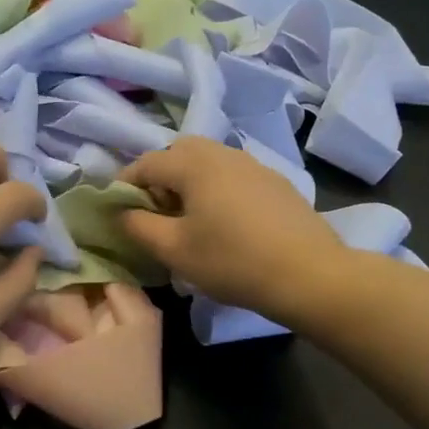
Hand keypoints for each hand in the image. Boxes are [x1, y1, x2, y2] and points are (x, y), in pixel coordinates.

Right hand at [119, 137, 343, 323]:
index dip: (125, 185)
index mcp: (194, 164)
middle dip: (160, 178)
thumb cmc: (232, 261)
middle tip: (156, 213)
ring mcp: (254, 164)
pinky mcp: (276, 182)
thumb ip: (138, 226)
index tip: (119, 211)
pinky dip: (218, 189)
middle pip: (179, 153)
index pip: (146, 163)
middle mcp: (223, 153)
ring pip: (209, 162)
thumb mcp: (174, 250)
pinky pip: (234, 175)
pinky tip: (227, 223)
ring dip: (190, 182)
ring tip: (191, 219)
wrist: (309, 274)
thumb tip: (121, 212)